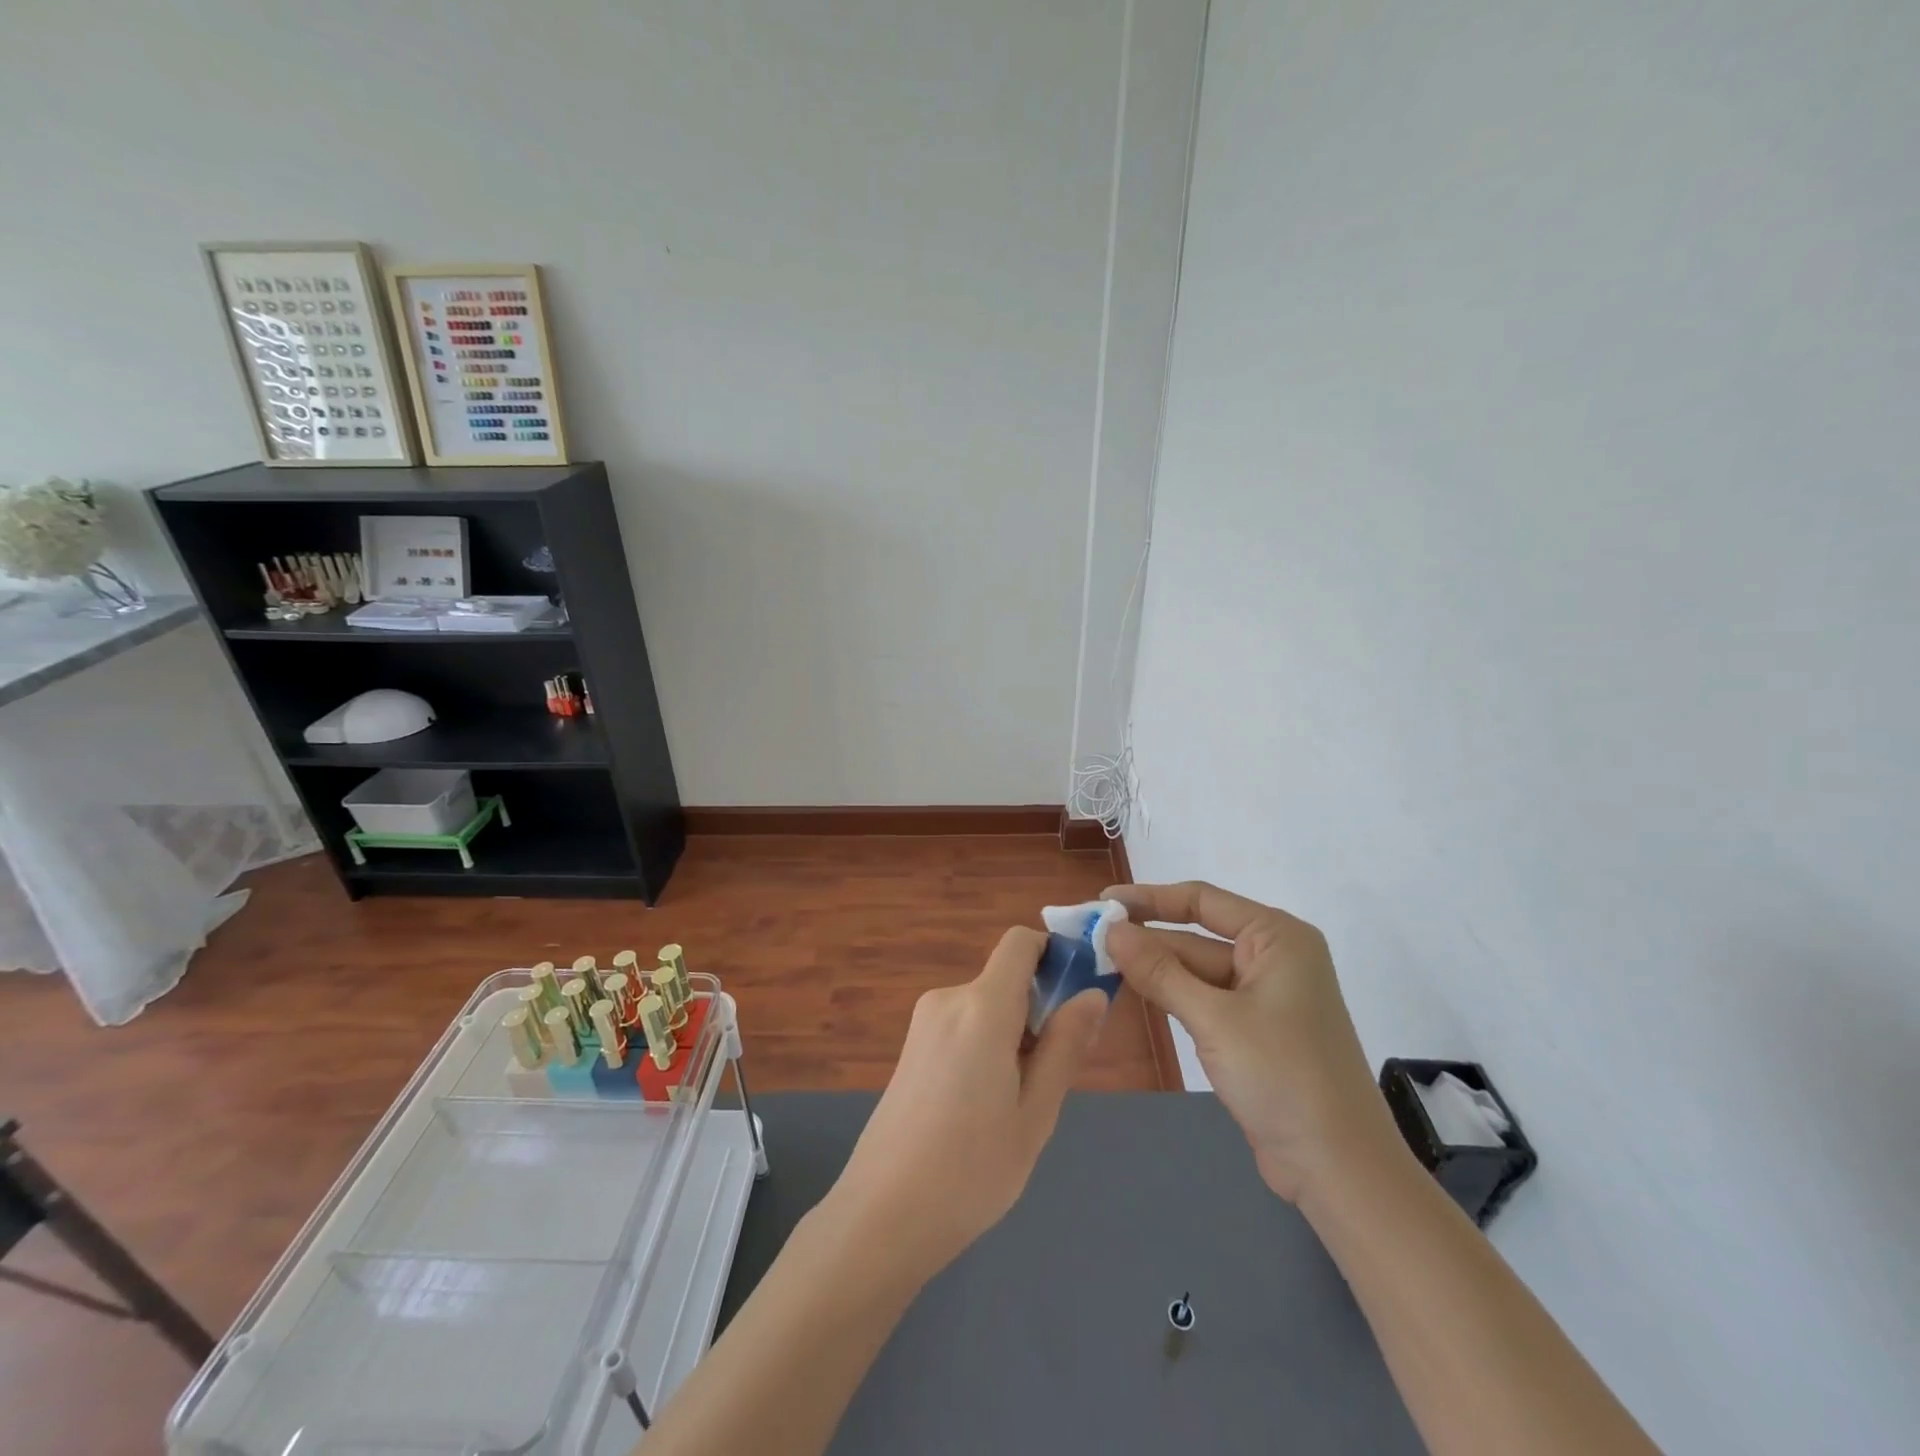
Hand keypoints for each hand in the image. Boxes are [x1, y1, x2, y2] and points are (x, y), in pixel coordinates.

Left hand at [824, 928, 1107, 1280]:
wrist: (882, 1216)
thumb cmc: (971, 1170)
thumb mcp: (1036, 1113)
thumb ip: (1065, 1046)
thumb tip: (1091, 993)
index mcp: (982, 1006)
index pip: (1020, 942)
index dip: (1053, 953)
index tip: (1079, 992)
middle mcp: (948, 999)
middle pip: (1006, 979)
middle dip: (1039, 1010)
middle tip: (1053, 1076)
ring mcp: (923, 1022)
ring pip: (986, 1007)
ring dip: (1013, 1034)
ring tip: (1016, 1104)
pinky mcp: (911, 1046)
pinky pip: (963, 1025)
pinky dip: (986, 1046)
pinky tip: (983, 1107)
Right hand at [1103, 882, 1398, 1203]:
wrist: (1338, 1170)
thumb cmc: (1283, 1077)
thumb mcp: (1215, 1019)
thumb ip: (1159, 971)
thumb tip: (1109, 928)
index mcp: (1277, 937)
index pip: (1202, 900)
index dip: (1148, 898)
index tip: (1101, 902)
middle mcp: (1272, 957)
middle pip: (1195, 936)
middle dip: (1144, 939)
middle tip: (1088, 939)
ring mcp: (1263, 996)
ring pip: (1195, 970)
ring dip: (1152, 968)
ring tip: (1097, 962)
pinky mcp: (1252, 1030)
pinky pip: (1202, 999)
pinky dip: (1169, 995)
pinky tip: (1131, 991)